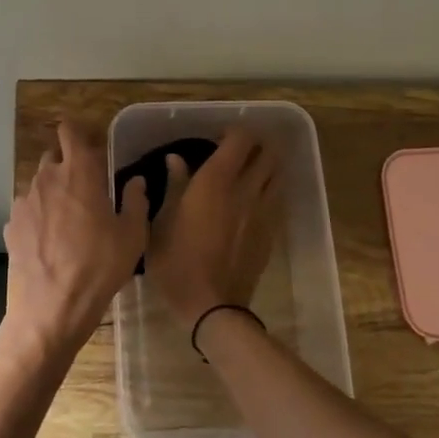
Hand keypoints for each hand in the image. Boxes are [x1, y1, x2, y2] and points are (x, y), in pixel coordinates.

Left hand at [4, 121, 150, 350]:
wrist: (51, 308)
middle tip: (87, 187)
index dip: (78, 131)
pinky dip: (39, 215)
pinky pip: (27, 210)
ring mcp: (24, 202)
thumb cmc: (99, 267)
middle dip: (68, 164)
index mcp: (79, 172)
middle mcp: (46, 178)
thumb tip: (136, 181)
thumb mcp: (132, 235)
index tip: (90, 142)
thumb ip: (136, 201)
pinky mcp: (11, 226)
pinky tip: (50, 240)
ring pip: (39, 184)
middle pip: (53, 156)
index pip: (70, 131)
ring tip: (69, 219)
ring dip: (53, 192)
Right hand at [145, 127, 280, 323]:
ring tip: (248, 175)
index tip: (217, 139)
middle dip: (257, 146)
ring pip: (277, 174)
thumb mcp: (161, 222)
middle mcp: (246, 189)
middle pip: (268, 152)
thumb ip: (173, 186)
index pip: (241, 139)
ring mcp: (263, 211)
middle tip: (238, 153)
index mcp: (216, 180)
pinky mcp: (271, 232)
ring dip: (266, 167)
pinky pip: (276, 200)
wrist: (211, 305)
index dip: (233, 132)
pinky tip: (251, 204)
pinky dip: (268, 192)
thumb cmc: (176, 261)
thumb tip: (175, 160)